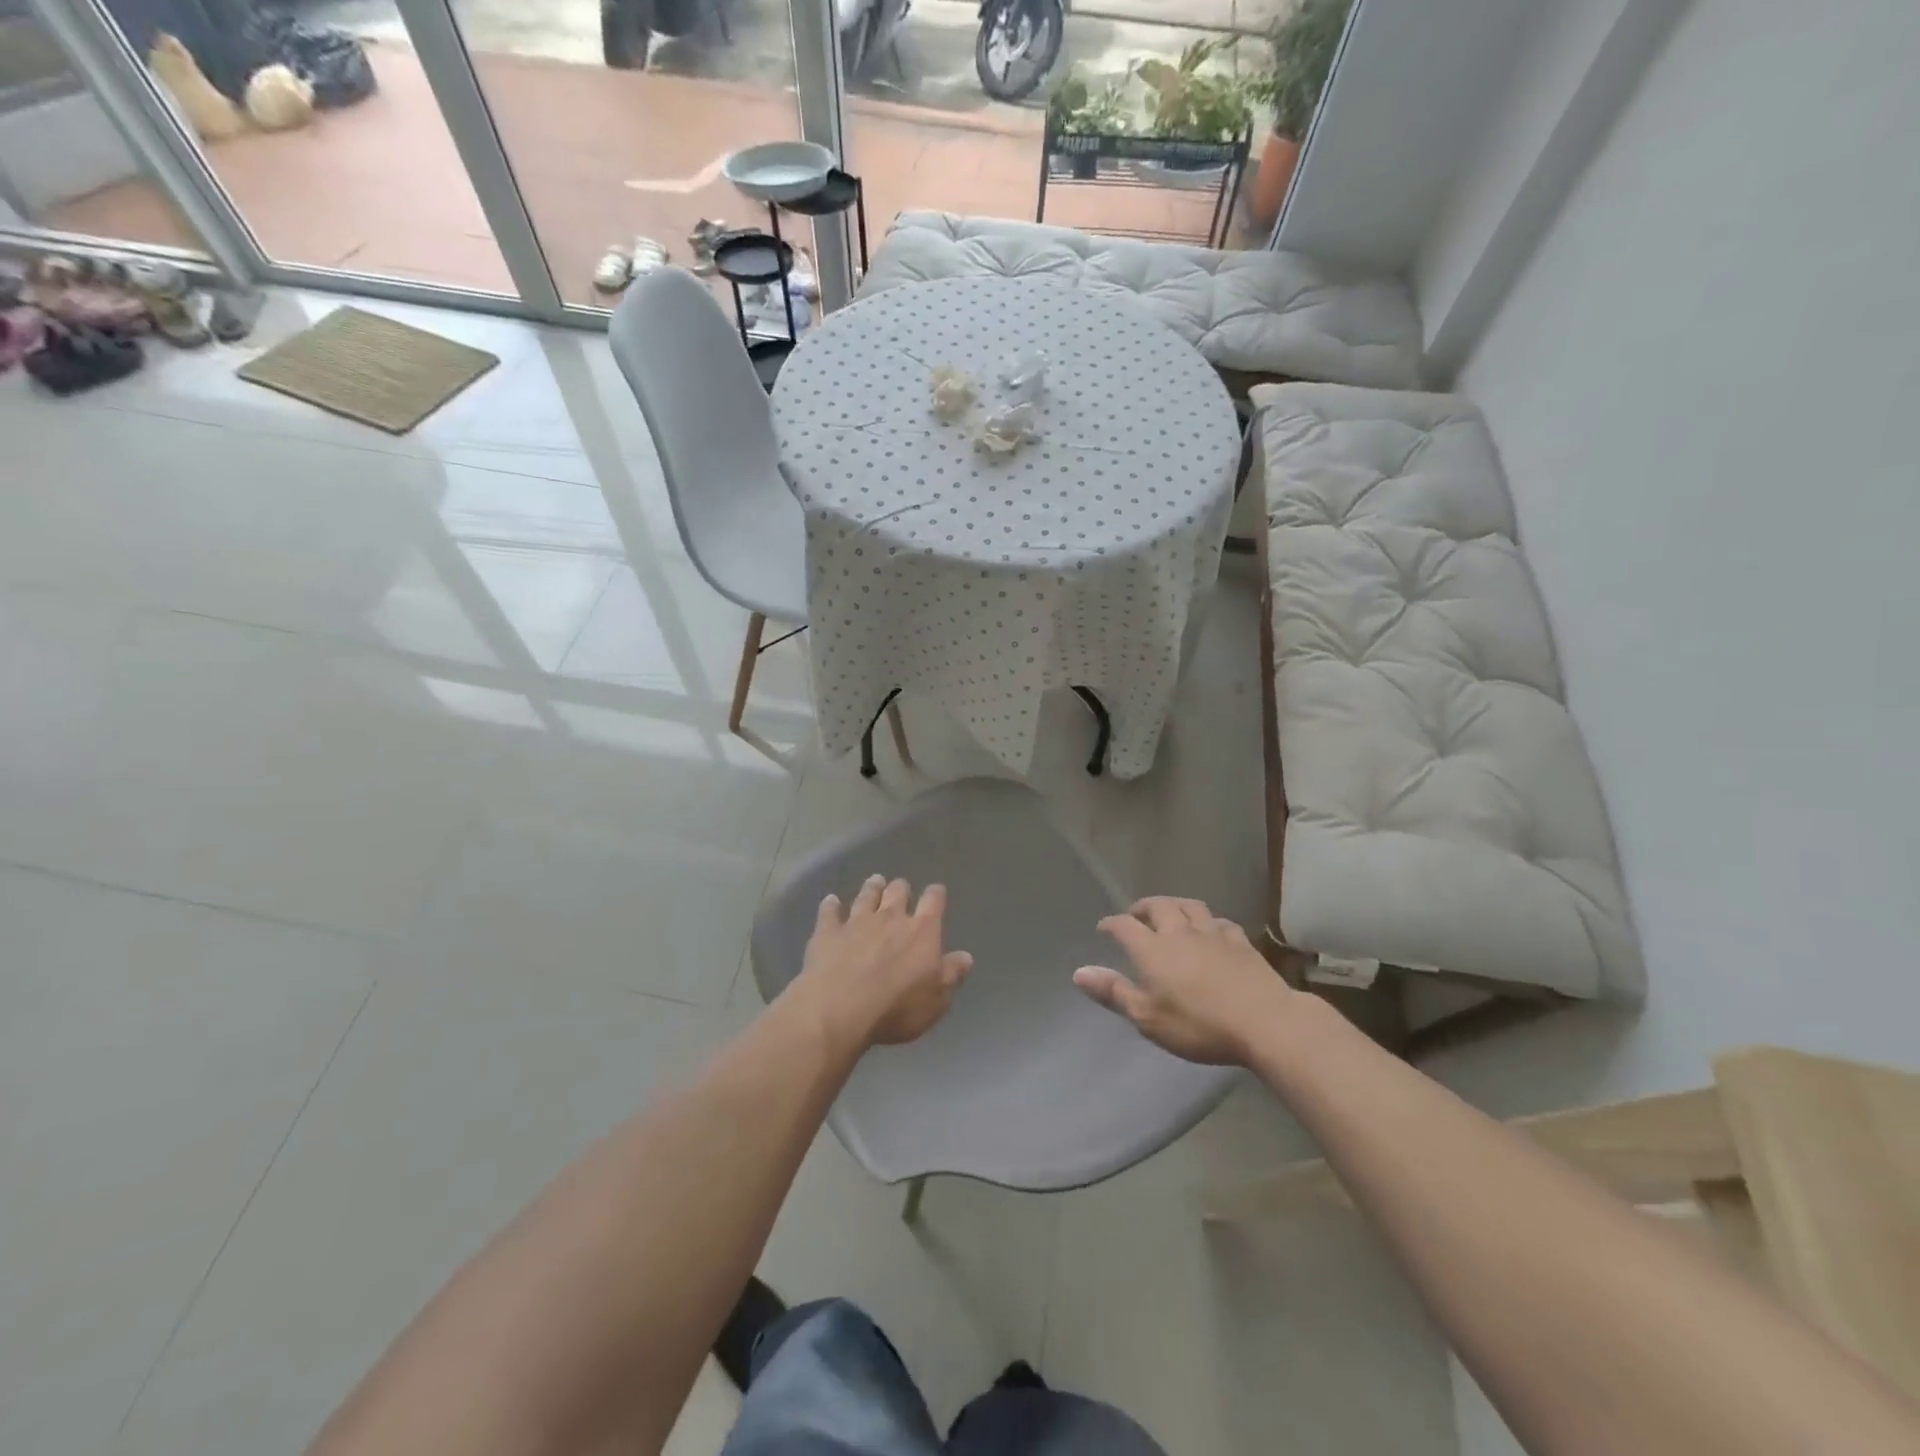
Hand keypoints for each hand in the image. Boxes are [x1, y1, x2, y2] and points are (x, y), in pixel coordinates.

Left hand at [793, 875, 972, 1051]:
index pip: (933, 902)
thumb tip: (966, 956)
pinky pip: (829, 912)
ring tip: (874, 881)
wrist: (840, 1008)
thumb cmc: (896, 1008)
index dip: (936, 895)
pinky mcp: (828, 932)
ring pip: (866, 896)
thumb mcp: (936, 999)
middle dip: (901, 888)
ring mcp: (856, 922)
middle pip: (897, 892)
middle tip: (900, 888)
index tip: (936, 891)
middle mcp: (890, 918)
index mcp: (921, 931)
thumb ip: (952, 975)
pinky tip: (831, 901)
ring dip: (871, 888)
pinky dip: (831, 905)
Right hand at [1073, 897, 1295, 1065]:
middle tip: (1136, 915)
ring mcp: (1213, 933)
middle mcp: (1179, 932)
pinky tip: (1212, 930)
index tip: (1104, 927)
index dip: (1111, 924)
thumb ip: (1114, 992)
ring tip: (1171, 913)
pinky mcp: (1241, 942)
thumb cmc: (1199, 1025)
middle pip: (1158, 906)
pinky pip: (1220, 922)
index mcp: (1152, 949)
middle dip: (1143, 907)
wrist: (1264, 1022)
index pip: (1124, 926)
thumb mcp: (1148, 1018)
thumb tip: (1079, 972)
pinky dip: (1209, 922)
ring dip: (1175, 905)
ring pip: (1190, 906)